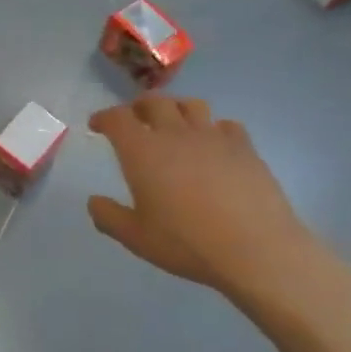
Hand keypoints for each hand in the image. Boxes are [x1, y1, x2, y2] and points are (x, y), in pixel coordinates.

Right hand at [86, 96, 321, 302]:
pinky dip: (213, 129)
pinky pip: (226, 125)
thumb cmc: (187, 243)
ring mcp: (214, 138)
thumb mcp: (136, 238)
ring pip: (191, 106)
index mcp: (142, 152)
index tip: (98, 125)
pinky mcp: (245, 148)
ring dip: (176, 109)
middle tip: (133, 119)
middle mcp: (175, 135)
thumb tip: (94, 202)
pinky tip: (213, 145)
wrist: (256, 250)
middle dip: (138, 106)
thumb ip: (109, 217)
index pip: (117, 118)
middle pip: (154, 102)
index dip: (104, 117)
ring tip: (173, 124)